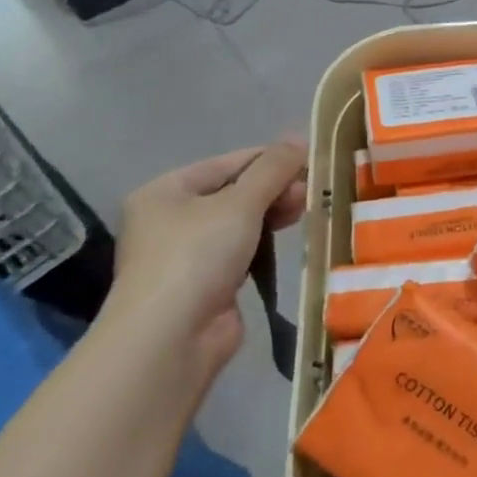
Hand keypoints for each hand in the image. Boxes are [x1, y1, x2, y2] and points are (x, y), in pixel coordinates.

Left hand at [106, 139, 307, 377]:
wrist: (171, 337)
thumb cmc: (197, 255)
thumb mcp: (240, 202)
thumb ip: (273, 169)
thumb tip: (300, 138)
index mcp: (166, 191)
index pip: (228, 163)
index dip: (270, 160)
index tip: (311, 162)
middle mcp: (170, 219)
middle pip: (234, 192)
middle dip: (274, 190)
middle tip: (310, 193)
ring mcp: (187, 255)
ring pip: (240, 223)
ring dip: (272, 216)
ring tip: (306, 213)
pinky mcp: (206, 284)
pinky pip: (241, 252)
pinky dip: (264, 245)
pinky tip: (287, 243)